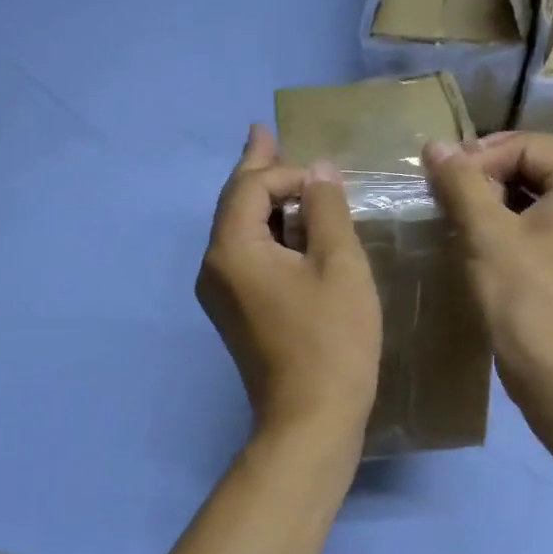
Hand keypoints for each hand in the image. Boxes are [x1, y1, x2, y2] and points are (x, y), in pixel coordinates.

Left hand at [196, 125, 382, 440]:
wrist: (310, 419)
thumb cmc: (331, 340)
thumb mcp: (339, 265)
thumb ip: (326, 209)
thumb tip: (319, 171)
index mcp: (231, 250)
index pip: (250, 186)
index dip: (288, 172)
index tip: (328, 180)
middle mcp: (213, 267)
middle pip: (234, 203)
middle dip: (257, 169)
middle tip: (264, 133)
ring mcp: (220, 293)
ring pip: (239, 230)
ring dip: (263, 201)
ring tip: (281, 172)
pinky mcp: (235, 312)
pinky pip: (246, 256)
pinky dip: (267, 233)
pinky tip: (287, 226)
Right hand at [422, 132, 552, 406]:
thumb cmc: (524, 298)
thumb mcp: (486, 234)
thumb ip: (460, 183)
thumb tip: (435, 145)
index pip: (528, 145)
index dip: (481, 156)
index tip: (444, 181)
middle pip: (540, 162)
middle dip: (491, 170)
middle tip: (452, 189)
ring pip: (543, 191)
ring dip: (500, 194)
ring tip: (463, 211)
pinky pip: (549, 218)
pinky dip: (516, 218)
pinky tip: (485, 236)